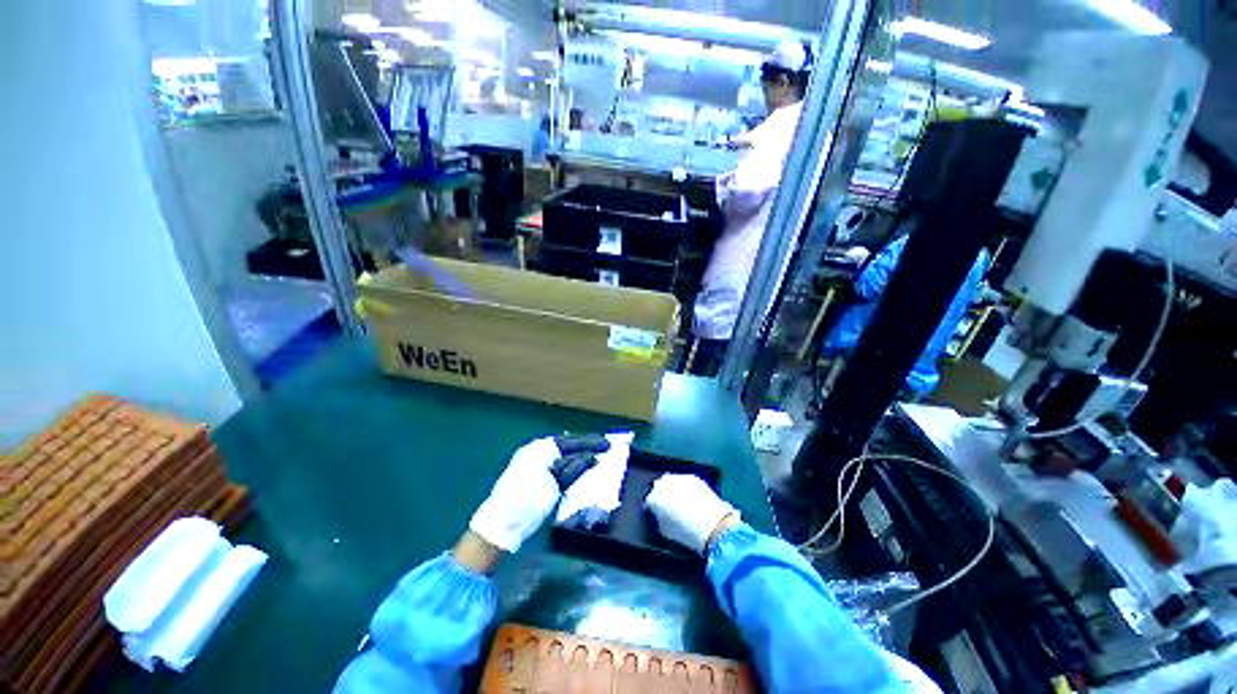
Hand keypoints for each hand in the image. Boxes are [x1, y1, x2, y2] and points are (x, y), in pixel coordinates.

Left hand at [468, 435, 610, 553]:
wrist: (501, 529)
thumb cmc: (526, 504)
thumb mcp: (553, 486)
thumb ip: (572, 468)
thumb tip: (591, 457)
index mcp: (539, 450)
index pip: (569, 441)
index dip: (590, 442)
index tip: (608, 445)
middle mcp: (536, 453)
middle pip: (566, 446)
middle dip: (585, 447)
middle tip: (605, 449)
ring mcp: (533, 465)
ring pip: (563, 457)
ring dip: (579, 457)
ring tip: (597, 458)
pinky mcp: (534, 479)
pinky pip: (557, 467)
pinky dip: (570, 468)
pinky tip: (581, 470)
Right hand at [645, 474, 739, 554]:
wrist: (712, 525)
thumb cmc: (686, 533)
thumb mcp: (665, 531)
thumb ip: (658, 519)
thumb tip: (660, 515)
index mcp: (654, 497)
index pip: (649, 500)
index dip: (653, 508)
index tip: (656, 514)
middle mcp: (664, 483)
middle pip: (659, 486)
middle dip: (662, 494)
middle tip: (668, 506)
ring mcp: (679, 478)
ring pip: (672, 481)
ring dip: (673, 488)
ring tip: (680, 501)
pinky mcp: (693, 477)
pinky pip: (684, 481)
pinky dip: (685, 488)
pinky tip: (691, 498)